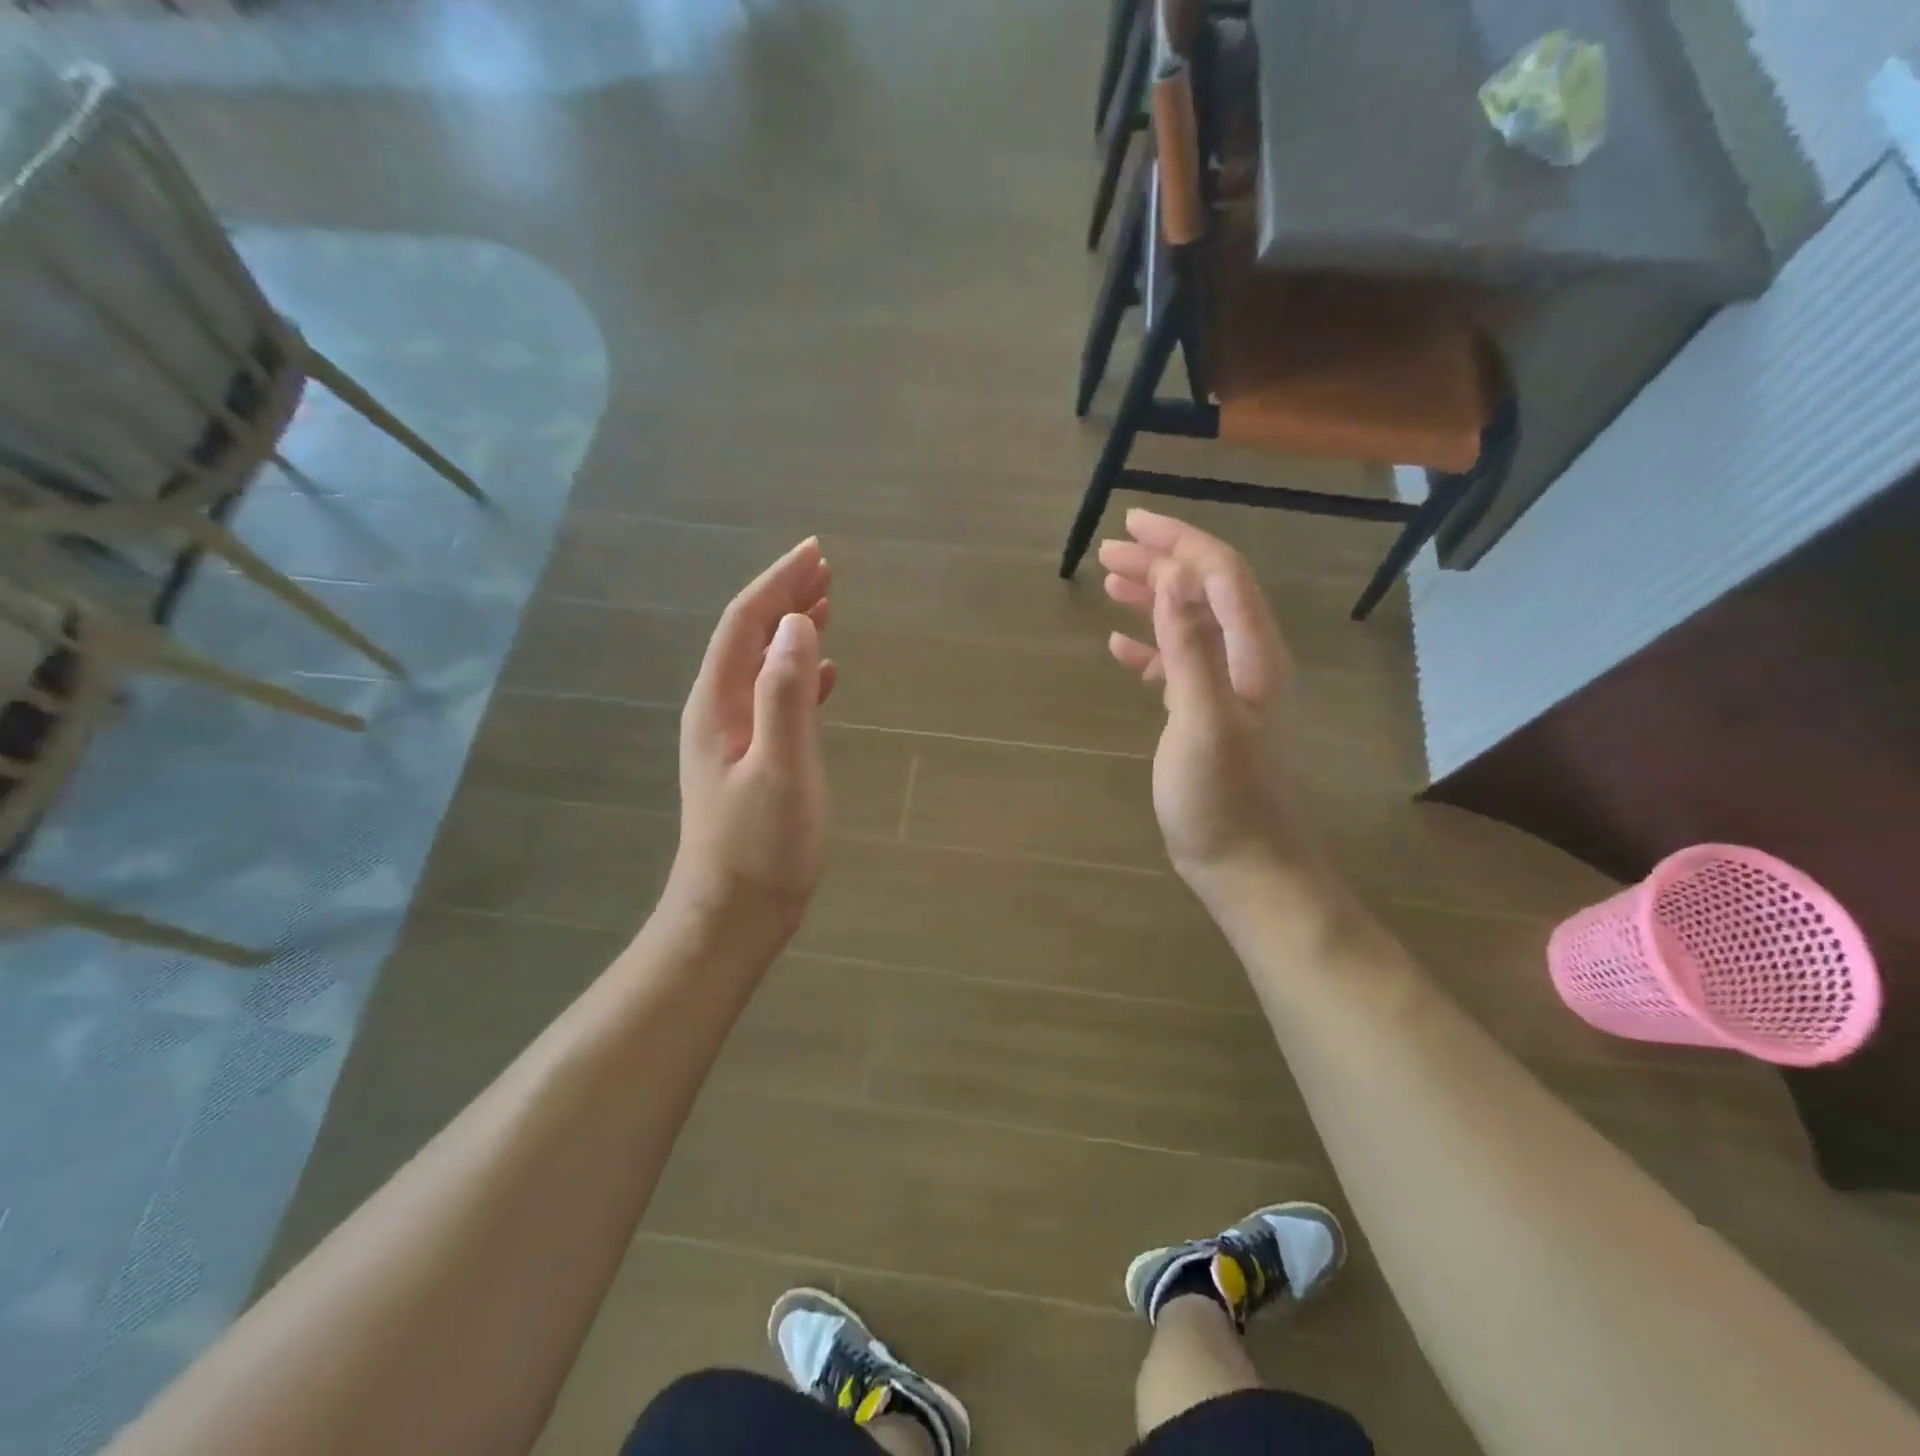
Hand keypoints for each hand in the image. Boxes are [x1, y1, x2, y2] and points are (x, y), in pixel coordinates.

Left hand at [668, 537, 836, 945]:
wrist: (733, 913)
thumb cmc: (759, 844)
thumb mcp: (780, 767)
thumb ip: (785, 694)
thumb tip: (797, 624)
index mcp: (718, 704)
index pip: (746, 623)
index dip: (779, 583)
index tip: (815, 553)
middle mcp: (719, 711)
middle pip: (750, 637)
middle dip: (785, 597)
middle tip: (825, 568)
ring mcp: (734, 737)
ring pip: (764, 665)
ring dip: (792, 631)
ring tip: (827, 605)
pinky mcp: (753, 760)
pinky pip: (776, 699)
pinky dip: (800, 676)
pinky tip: (825, 674)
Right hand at [1100, 510, 1310, 897]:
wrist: (1245, 866)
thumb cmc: (1222, 798)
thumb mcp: (1202, 719)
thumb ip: (1190, 646)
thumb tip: (1174, 575)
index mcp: (1253, 655)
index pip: (1221, 575)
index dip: (1178, 542)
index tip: (1130, 523)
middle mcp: (1246, 662)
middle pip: (1206, 592)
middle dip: (1161, 563)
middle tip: (1109, 549)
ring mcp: (1227, 691)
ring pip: (1190, 625)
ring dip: (1154, 598)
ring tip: (1109, 582)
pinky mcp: (1207, 717)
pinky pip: (1179, 664)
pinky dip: (1151, 646)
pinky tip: (1119, 645)